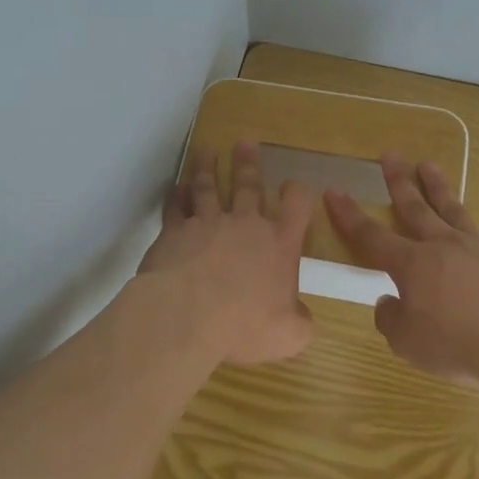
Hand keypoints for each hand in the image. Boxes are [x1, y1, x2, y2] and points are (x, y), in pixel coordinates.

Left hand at [139, 142, 315, 365]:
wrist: (187, 315)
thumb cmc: (244, 324)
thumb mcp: (288, 335)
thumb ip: (301, 324)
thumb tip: (304, 319)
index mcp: (279, 245)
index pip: (296, 207)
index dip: (297, 194)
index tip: (294, 185)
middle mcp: (245, 225)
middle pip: (249, 185)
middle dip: (249, 163)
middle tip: (245, 142)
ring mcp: (207, 223)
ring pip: (208, 186)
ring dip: (207, 167)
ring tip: (206, 151)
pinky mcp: (174, 231)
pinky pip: (176, 206)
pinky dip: (176, 194)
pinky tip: (175, 187)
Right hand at [326, 155, 478, 392]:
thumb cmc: (456, 345)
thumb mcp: (406, 342)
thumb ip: (390, 318)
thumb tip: (388, 301)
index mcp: (412, 265)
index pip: (371, 236)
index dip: (349, 215)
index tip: (334, 191)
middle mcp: (444, 246)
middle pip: (415, 209)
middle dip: (399, 182)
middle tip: (390, 155)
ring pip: (456, 210)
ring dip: (441, 187)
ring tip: (429, 164)